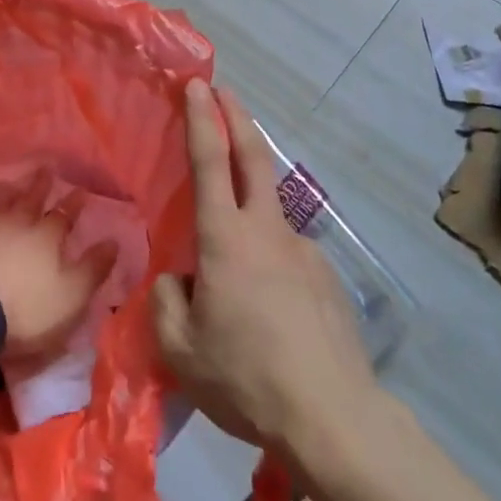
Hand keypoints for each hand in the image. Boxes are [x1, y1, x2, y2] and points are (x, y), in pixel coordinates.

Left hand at [0, 197, 112, 359]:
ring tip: (12, 191)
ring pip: (0, 207)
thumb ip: (93, 268)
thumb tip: (114, 241)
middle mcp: (17, 224)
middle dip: (41, 185)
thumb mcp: (72, 295)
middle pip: (31, 199)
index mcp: (47, 235)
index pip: (65, 214)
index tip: (81, 190)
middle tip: (46, 169)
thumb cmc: (28, 308)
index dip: (74, 203)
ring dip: (9, 197)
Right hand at [153, 82, 375, 449]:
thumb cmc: (247, 377)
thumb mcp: (180, 351)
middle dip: (236, 117)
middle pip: (254, 157)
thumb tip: (179, 280)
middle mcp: (267, 230)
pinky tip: (268, 310)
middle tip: (224, 91)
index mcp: (225, 238)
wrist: (333, 416)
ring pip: (269, 210)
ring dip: (250, 201)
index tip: (197, 84)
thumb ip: (166, 303)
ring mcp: (302, 249)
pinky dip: (269, 260)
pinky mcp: (325, 275)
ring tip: (232, 267)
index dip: (201, 118)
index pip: (210, 161)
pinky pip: (286, 255)